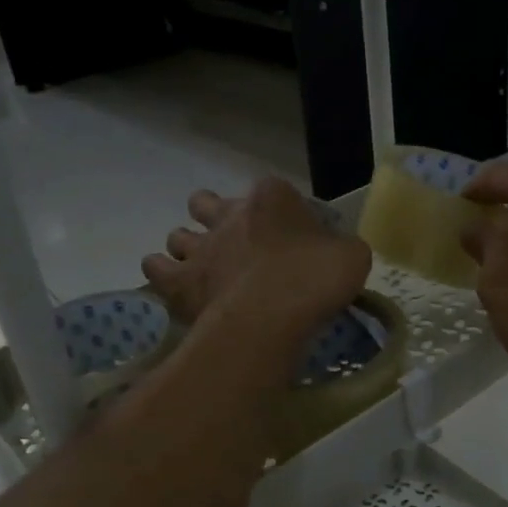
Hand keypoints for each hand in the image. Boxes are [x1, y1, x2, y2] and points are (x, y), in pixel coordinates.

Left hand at [144, 176, 371, 379]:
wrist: (274, 314)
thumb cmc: (316, 277)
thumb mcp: (351, 256)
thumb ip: (340, 248)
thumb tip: (336, 254)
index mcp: (272, 197)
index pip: (273, 192)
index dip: (281, 213)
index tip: (293, 238)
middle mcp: (229, 213)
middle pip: (207, 203)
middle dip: (214, 217)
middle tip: (235, 245)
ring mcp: (200, 246)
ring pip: (178, 235)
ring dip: (188, 248)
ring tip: (204, 270)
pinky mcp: (180, 281)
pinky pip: (156, 269)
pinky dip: (163, 276)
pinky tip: (177, 289)